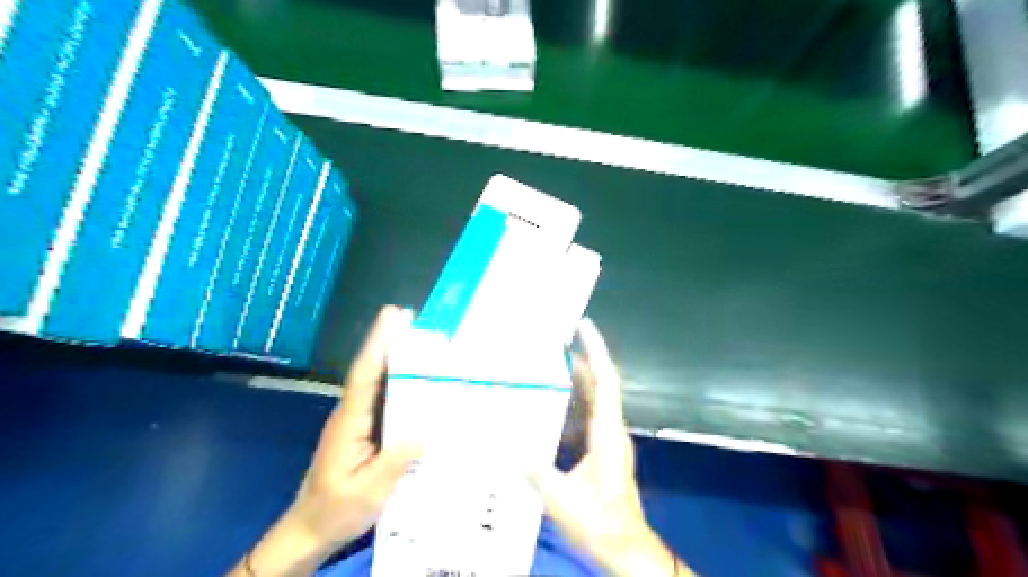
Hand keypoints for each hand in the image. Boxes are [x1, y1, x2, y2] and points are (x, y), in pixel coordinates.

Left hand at [230, 303, 419, 573]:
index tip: (392, 317)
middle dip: (388, 341)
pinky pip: (383, 400)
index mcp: (350, 423)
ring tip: (420, 339)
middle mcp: (352, 414)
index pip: (364, 376)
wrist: (310, 530)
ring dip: (395, 358)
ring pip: (377, 383)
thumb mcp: (369, 493)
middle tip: (410, 316)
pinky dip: (398, 382)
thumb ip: (394, 462)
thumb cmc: (336, 511)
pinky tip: (417, 380)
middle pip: (371, 371)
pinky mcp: (364, 431)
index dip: (378, 344)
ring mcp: (357, 422)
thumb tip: (425, 429)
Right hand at [529, 321, 689, 575]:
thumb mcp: (560, 496)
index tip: (584, 326)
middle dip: (580, 360)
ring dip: (574, 383)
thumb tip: (505, 446)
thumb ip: (533, 469)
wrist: (623, 547)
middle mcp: (611, 429)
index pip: (605, 379)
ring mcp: (607, 441)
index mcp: (607, 431)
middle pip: (598, 385)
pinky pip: (585, 419)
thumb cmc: (599, 520)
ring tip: (547, 368)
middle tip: (554, 342)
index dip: (596, 350)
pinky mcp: (601, 453)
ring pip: (592, 402)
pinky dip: (569, 407)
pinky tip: (547, 408)